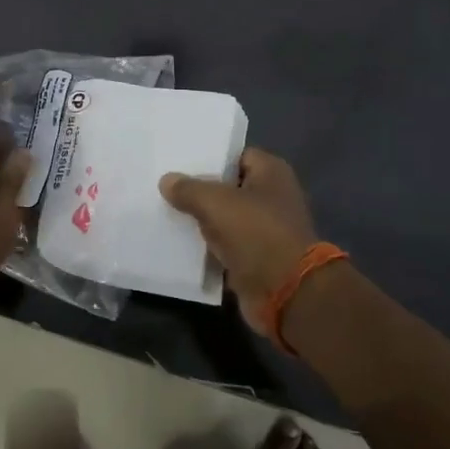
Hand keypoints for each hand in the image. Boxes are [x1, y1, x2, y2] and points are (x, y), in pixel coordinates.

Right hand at [159, 149, 319, 335]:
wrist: (285, 293)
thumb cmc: (256, 233)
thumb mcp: (216, 203)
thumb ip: (189, 189)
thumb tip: (167, 180)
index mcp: (271, 173)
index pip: (235, 155)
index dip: (209, 157)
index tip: (178, 161)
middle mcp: (271, 197)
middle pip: (228, 187)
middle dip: (200, 189)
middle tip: (165, 185)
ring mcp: (264, 229)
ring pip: (224, 218)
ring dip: (201, 220)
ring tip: (164, 211)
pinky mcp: (255, 258)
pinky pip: (224, 245)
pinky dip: (207, 246)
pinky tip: (178, 241)